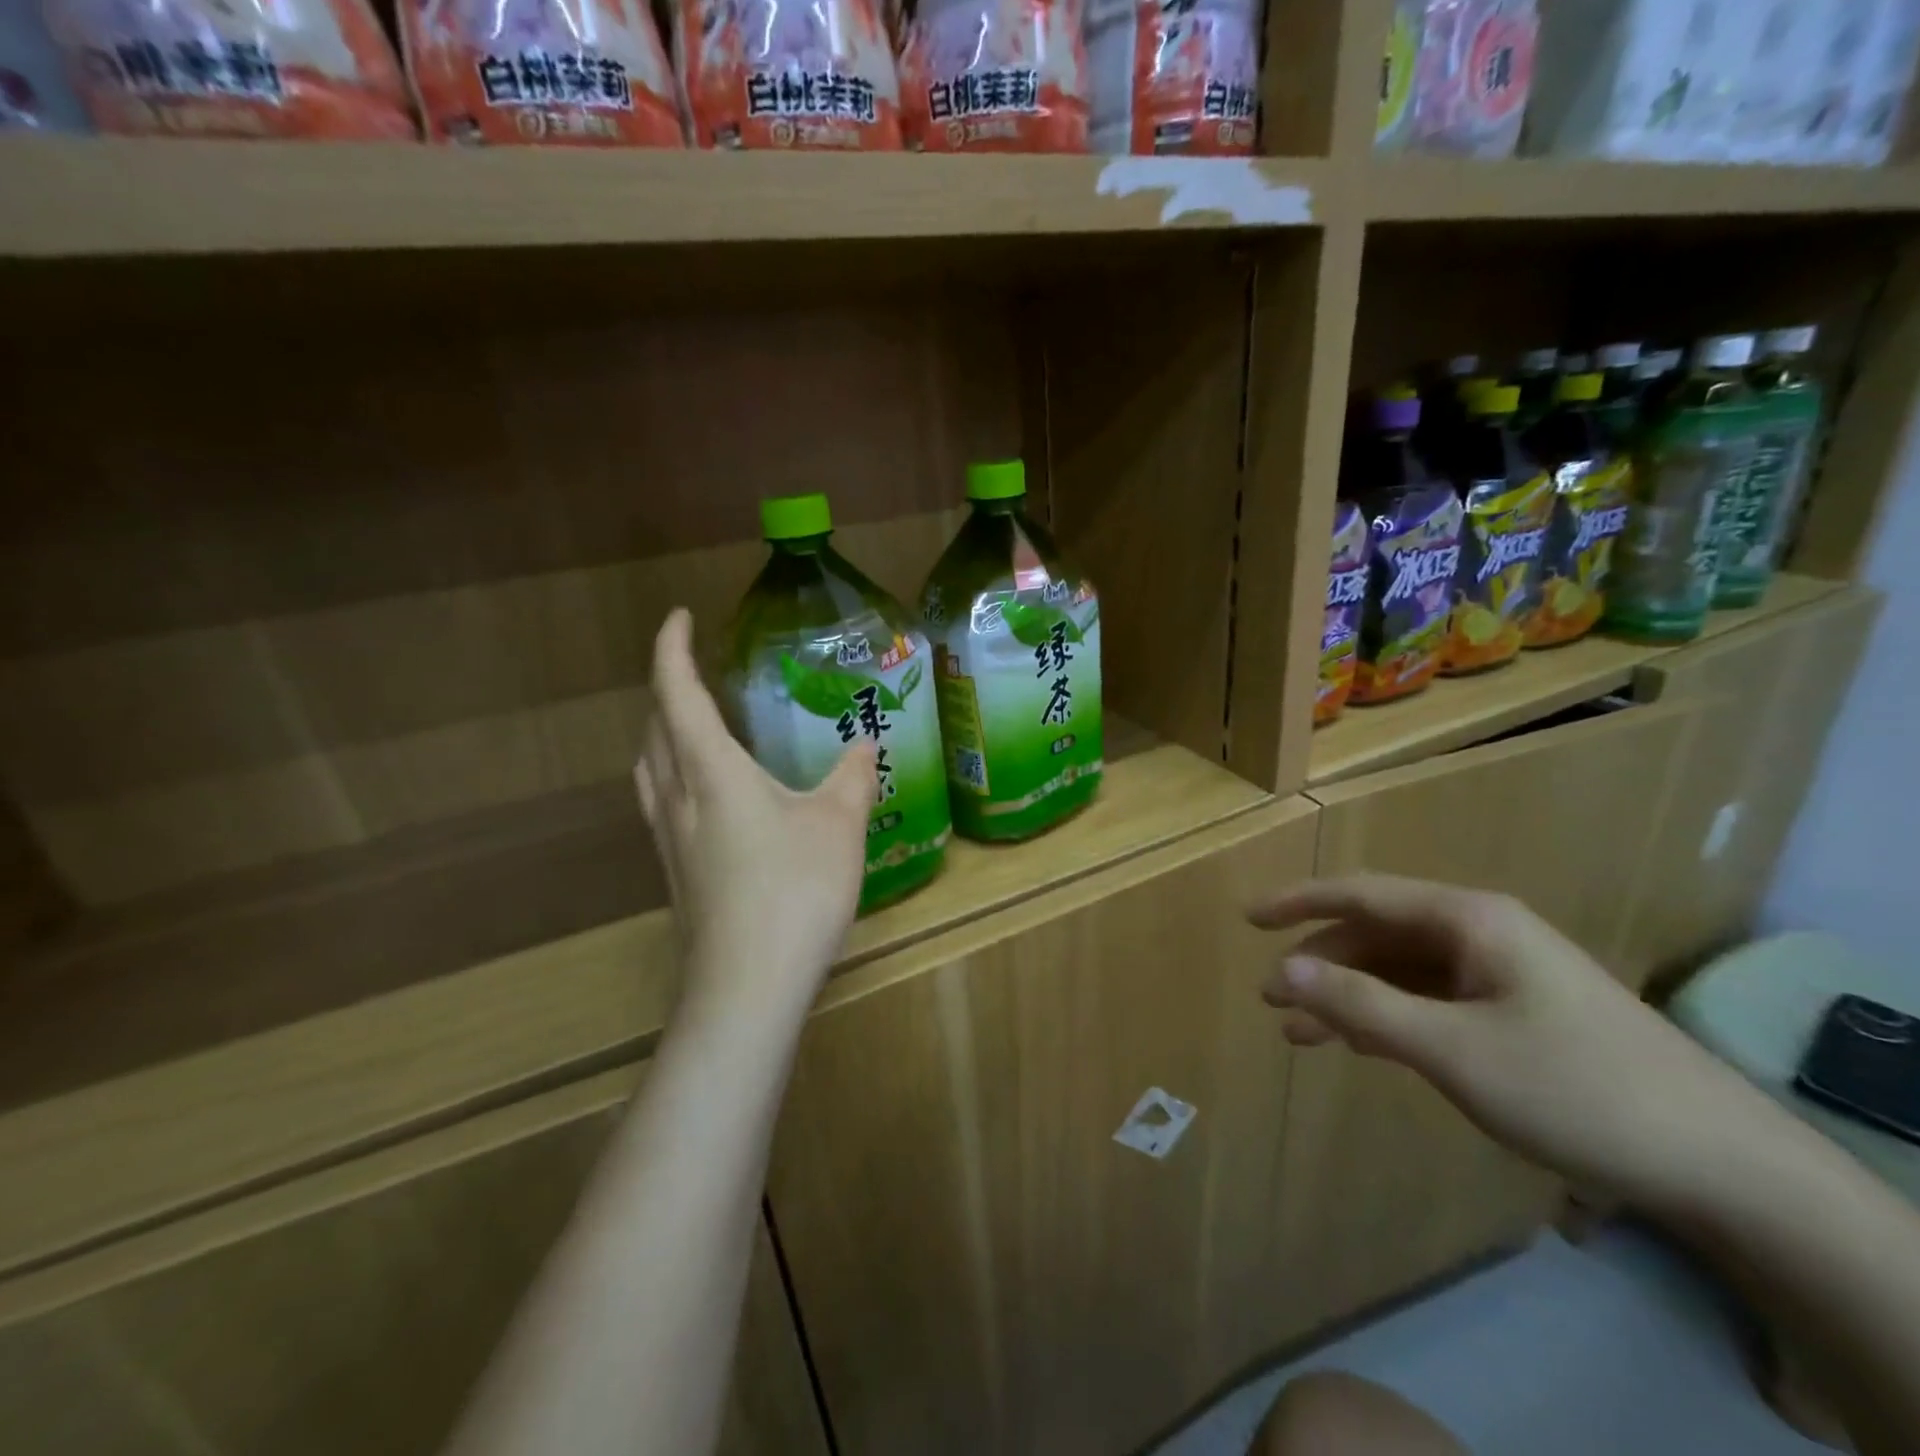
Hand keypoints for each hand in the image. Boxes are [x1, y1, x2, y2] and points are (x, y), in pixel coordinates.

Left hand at [634, 610, 875, 1012]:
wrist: (746, 987)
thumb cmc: (794, 891)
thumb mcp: (839, 825)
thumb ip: (852, 777)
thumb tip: (864, 746)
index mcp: (710, 770)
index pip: (677, 692)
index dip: (672, 648)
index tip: (681, 617)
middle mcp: (677, 796)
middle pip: (654, 727)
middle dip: (669, 689)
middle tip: (700, 674)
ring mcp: (668, 838)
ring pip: (650, 768)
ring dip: (664, 735)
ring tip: (696, 728)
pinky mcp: (674, 872)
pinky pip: (662, 802)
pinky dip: (675, 775)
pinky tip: (710, 798)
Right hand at [1250, 874, 1784, 1215]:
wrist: (1720, 1165)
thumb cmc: (1574, 1087)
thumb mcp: (1453, 1049)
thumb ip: (1362, 1005)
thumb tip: (1283, 970)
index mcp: (1468, 919)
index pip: (1362, 894)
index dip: (1299, 902)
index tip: (1247, 917)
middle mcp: (1479, 933)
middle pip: (1377, 934)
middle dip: (1320, 963)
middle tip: (1272, 999)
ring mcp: (1499, 973)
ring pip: (1400, 971)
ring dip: (1348, 996)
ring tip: (1300, 1034)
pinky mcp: (1514, 1012)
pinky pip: (1429, 1000)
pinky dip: (1386, 1017)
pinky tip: (1361, 1044)